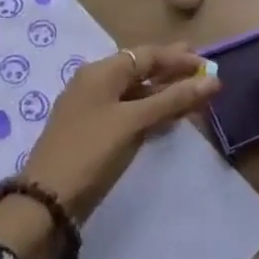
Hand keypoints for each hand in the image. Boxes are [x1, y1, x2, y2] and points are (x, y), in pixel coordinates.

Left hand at [0, 43, 218, 258]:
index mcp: (101, 72)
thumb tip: (212, 80)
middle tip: (201, 68)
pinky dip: (149, 111)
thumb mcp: (133, 123)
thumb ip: (172, 100)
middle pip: (139, 69)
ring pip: (134, 92)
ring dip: (162, 92)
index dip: (178, 58)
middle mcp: (94, 83)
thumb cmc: (91, 152)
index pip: (146, 55)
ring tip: (191, 93)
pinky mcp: (92, 133)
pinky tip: (166, 119)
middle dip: (170, 69)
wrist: (46, 203)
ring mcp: (91, 109)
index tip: (208, 64)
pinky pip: (127, 111)